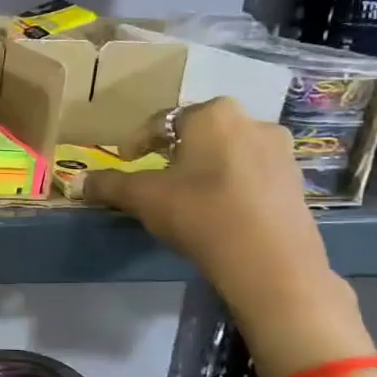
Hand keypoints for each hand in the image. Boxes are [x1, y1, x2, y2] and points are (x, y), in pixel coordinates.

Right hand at [84, 97, 370, 376]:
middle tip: (154, 176)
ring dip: (204, 167)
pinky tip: (217, 210)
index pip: (162, 121)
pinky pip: (251, 174)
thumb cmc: (200, 213)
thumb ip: (109, 184)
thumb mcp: (142, 198)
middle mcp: (251, 121)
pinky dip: (230, 184)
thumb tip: (80, 182)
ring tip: (185, 195)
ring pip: (228, 152)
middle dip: (174, 151)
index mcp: (212, 114)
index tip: (124, 160)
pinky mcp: (296, 181)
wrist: (270, 262)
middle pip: (199, 133)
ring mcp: (280, 151)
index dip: (137, 141)